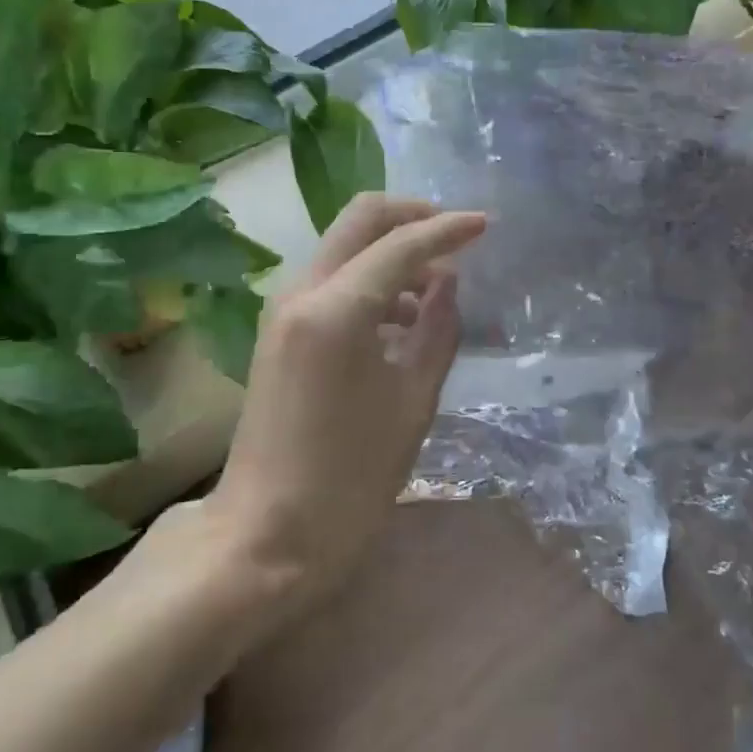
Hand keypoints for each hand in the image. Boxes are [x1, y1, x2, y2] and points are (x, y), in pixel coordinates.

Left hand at [209, 194, 485, 600]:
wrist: (265, 535)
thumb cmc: (350, 478)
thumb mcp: (413, 402)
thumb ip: (437, 329)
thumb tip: (449, 281)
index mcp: (337, 309)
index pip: (402, 243)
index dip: (448, 229)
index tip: (487, 224)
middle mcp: (303, 291)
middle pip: (361, 218)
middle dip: (413, 216)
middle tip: (457, 238)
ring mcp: (284, 308)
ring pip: (344, 245)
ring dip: (391, 250)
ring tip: (438, 291)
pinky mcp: (278, 330)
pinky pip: (332, 279)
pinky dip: (370, 280)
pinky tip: (402, 320)